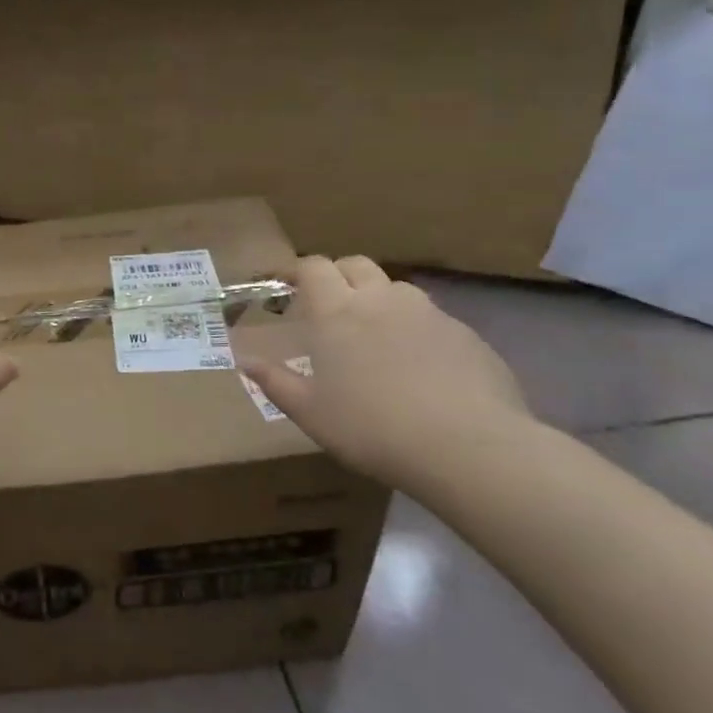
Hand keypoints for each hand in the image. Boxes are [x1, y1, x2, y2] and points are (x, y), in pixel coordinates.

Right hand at [240, 255, 530, 484]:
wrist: (468, 448)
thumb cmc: (371, 428)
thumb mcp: (310, 413)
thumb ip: (275, 382)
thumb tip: (245, 361)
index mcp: (336, 312)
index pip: (313, 267)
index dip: (297, 270)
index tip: (286, 284)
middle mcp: (381, 300)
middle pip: (355, 265)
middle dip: (338, 275)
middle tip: (328, 305)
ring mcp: (428, 314)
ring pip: (396, 289)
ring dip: (379, 299)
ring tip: (375, 334)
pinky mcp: (466, 335)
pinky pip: (432, 319)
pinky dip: (416, 329)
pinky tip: (419, 366)